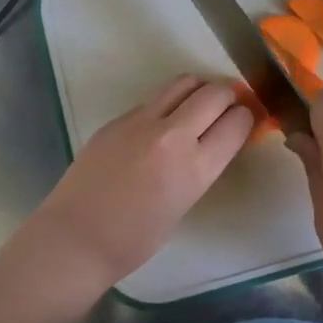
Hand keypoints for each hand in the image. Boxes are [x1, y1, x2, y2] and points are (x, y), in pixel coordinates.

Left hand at [31, 74, 253, 287]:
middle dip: (228, 96)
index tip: (245, 120)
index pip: (237, 122)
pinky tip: (159, 127)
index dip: (246, 118)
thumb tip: (213, 142)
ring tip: (198, 106)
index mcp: (196, 167)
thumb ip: (201, 167)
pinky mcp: (117, 119)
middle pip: (214, 92)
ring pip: (183, 83)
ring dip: (199, 90)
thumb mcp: (184, 203)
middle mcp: (173, 135)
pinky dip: (167, 105)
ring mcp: (141, 121)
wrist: (76, 238)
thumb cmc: (135, 239)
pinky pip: (153, 100)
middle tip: (226, 108)